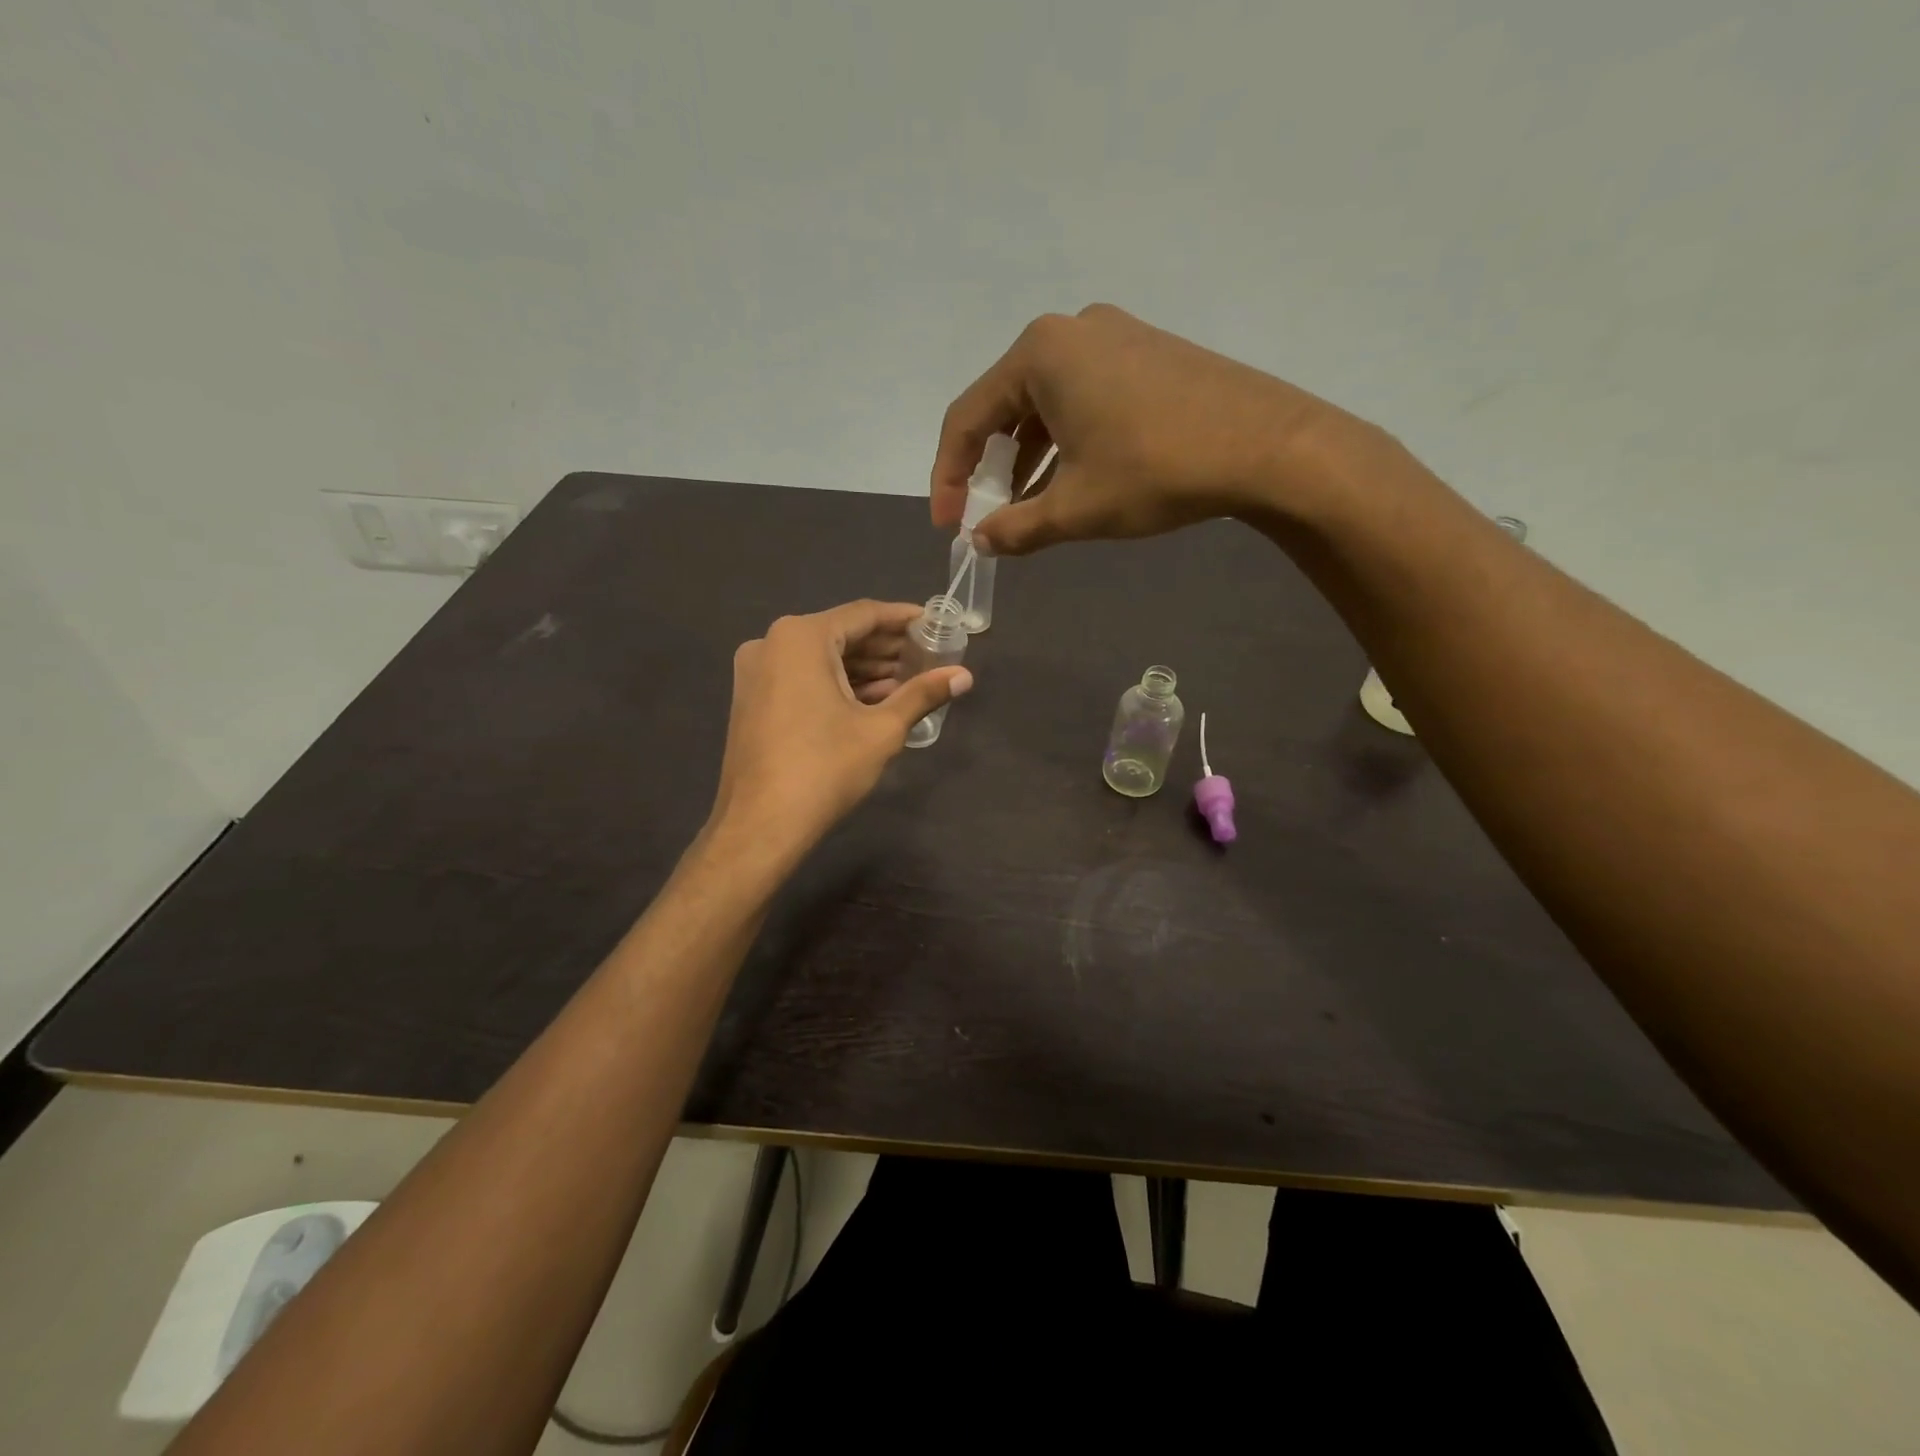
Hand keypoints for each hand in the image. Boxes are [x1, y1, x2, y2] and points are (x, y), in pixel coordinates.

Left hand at [708, 600, 972, 858]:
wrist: (760, 825)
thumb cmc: (824, 768)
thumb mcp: (881, 729)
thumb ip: (922, 694)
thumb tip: (965, 676)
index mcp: (801, 638)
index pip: (863, 614)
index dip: (903, 619)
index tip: (934, 624)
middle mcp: (771, 643)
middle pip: (840, 635)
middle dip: (885, 648)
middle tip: (928, 657)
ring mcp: (756, 673)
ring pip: (821, 659)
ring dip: (864, 670)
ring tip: (908, 682)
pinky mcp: (752, 700)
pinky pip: (802, 678)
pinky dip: (837, 685)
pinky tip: (872, 701)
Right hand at [931, 304, 1374, 554]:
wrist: (1268, 445)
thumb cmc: (1157, 471)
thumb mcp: (1076, 509)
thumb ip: (1017, 527)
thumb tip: (982, 540)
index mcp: (1039, 354)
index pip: (967, 418)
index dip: (949, 476)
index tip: (949, 523)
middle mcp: (1069, 331)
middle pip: (1004, 405)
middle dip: (990, 466)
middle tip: (986, 514)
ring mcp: (1113, 336)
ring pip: (1045, 403)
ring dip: (1028, 457)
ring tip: (1027, 507)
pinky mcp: (1145, 352)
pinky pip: (1082, 396)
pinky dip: (1065, 439)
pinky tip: (1071, 478)